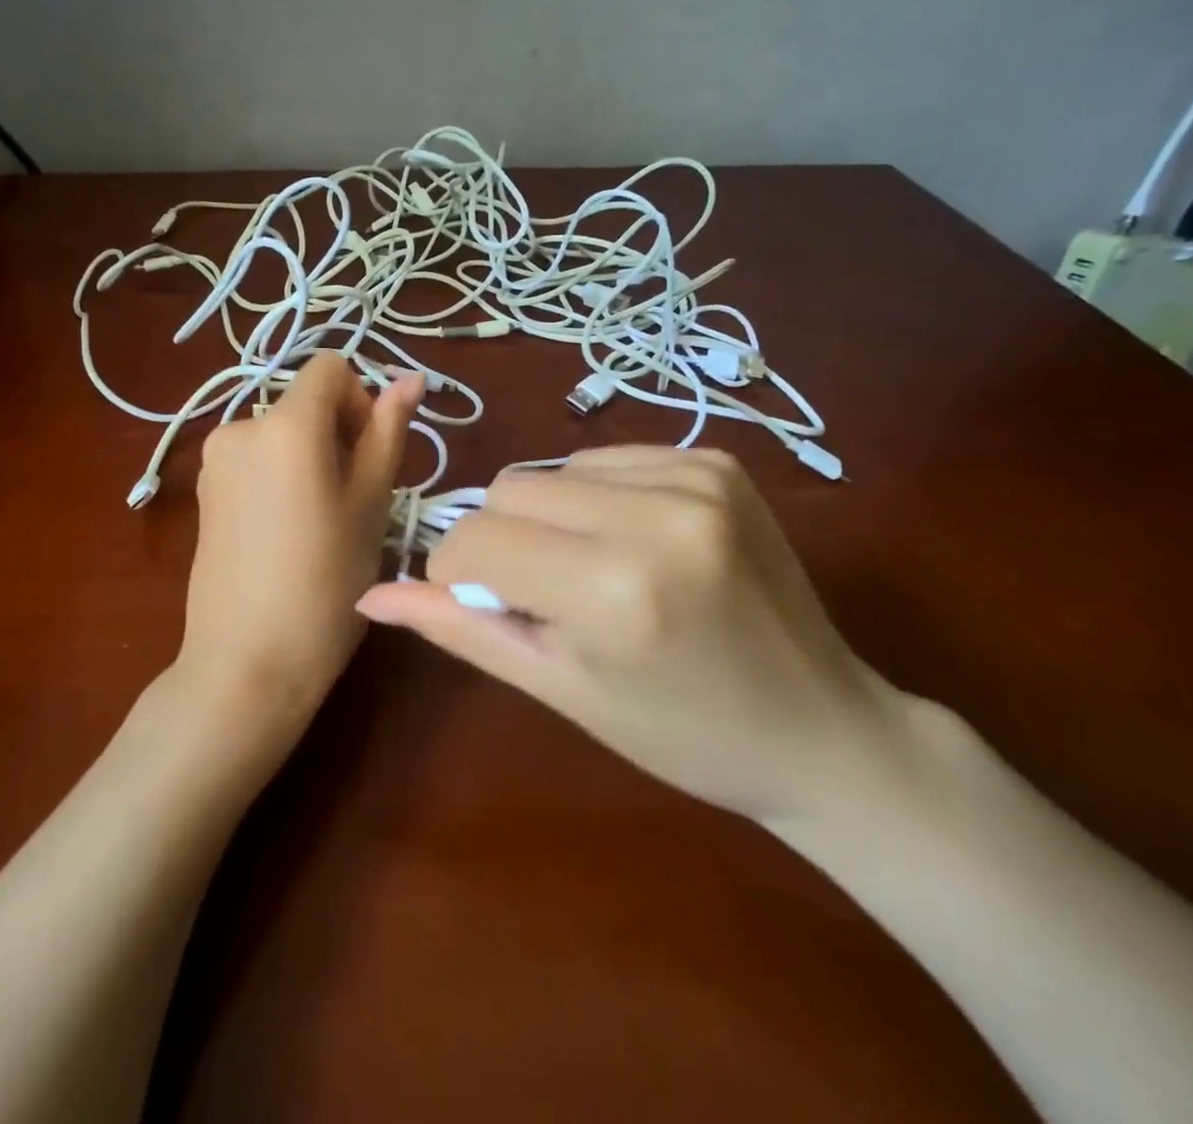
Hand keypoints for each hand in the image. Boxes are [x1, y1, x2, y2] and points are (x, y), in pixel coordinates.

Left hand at [177, 355, 422, 733]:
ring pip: (281, 432)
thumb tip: (410, 378)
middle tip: (352, 501)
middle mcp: (239, 426)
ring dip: (309, 457)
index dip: (361, 400)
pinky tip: (286, 532)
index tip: (367, 457)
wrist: (247, 663)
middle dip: (336, 434)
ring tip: (320, 522)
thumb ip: (388, 431)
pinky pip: (255, 459)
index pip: (331, 367)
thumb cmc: (327, 582)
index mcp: (284, 423)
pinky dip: (280, 476)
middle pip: (304, 401)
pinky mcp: (202, 491)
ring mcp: (213, 460)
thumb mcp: (370, 503)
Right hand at [357, 446, 915, 821]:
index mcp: (613, 590)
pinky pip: (606, 458)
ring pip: (552, 468)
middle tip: (547, 596)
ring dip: (550, 517)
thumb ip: (461, 629)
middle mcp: (656, 515)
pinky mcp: (717, 459)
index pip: (476, 540)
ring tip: (595, 571)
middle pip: (509, 490)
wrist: (822, 727)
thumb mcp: (560, 688)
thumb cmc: (681, 733)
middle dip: (503, 541)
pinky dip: (596, 497)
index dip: (460, 574)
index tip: (486, 607)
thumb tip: (370, 595)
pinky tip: (634, 543)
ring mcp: (695, 477)